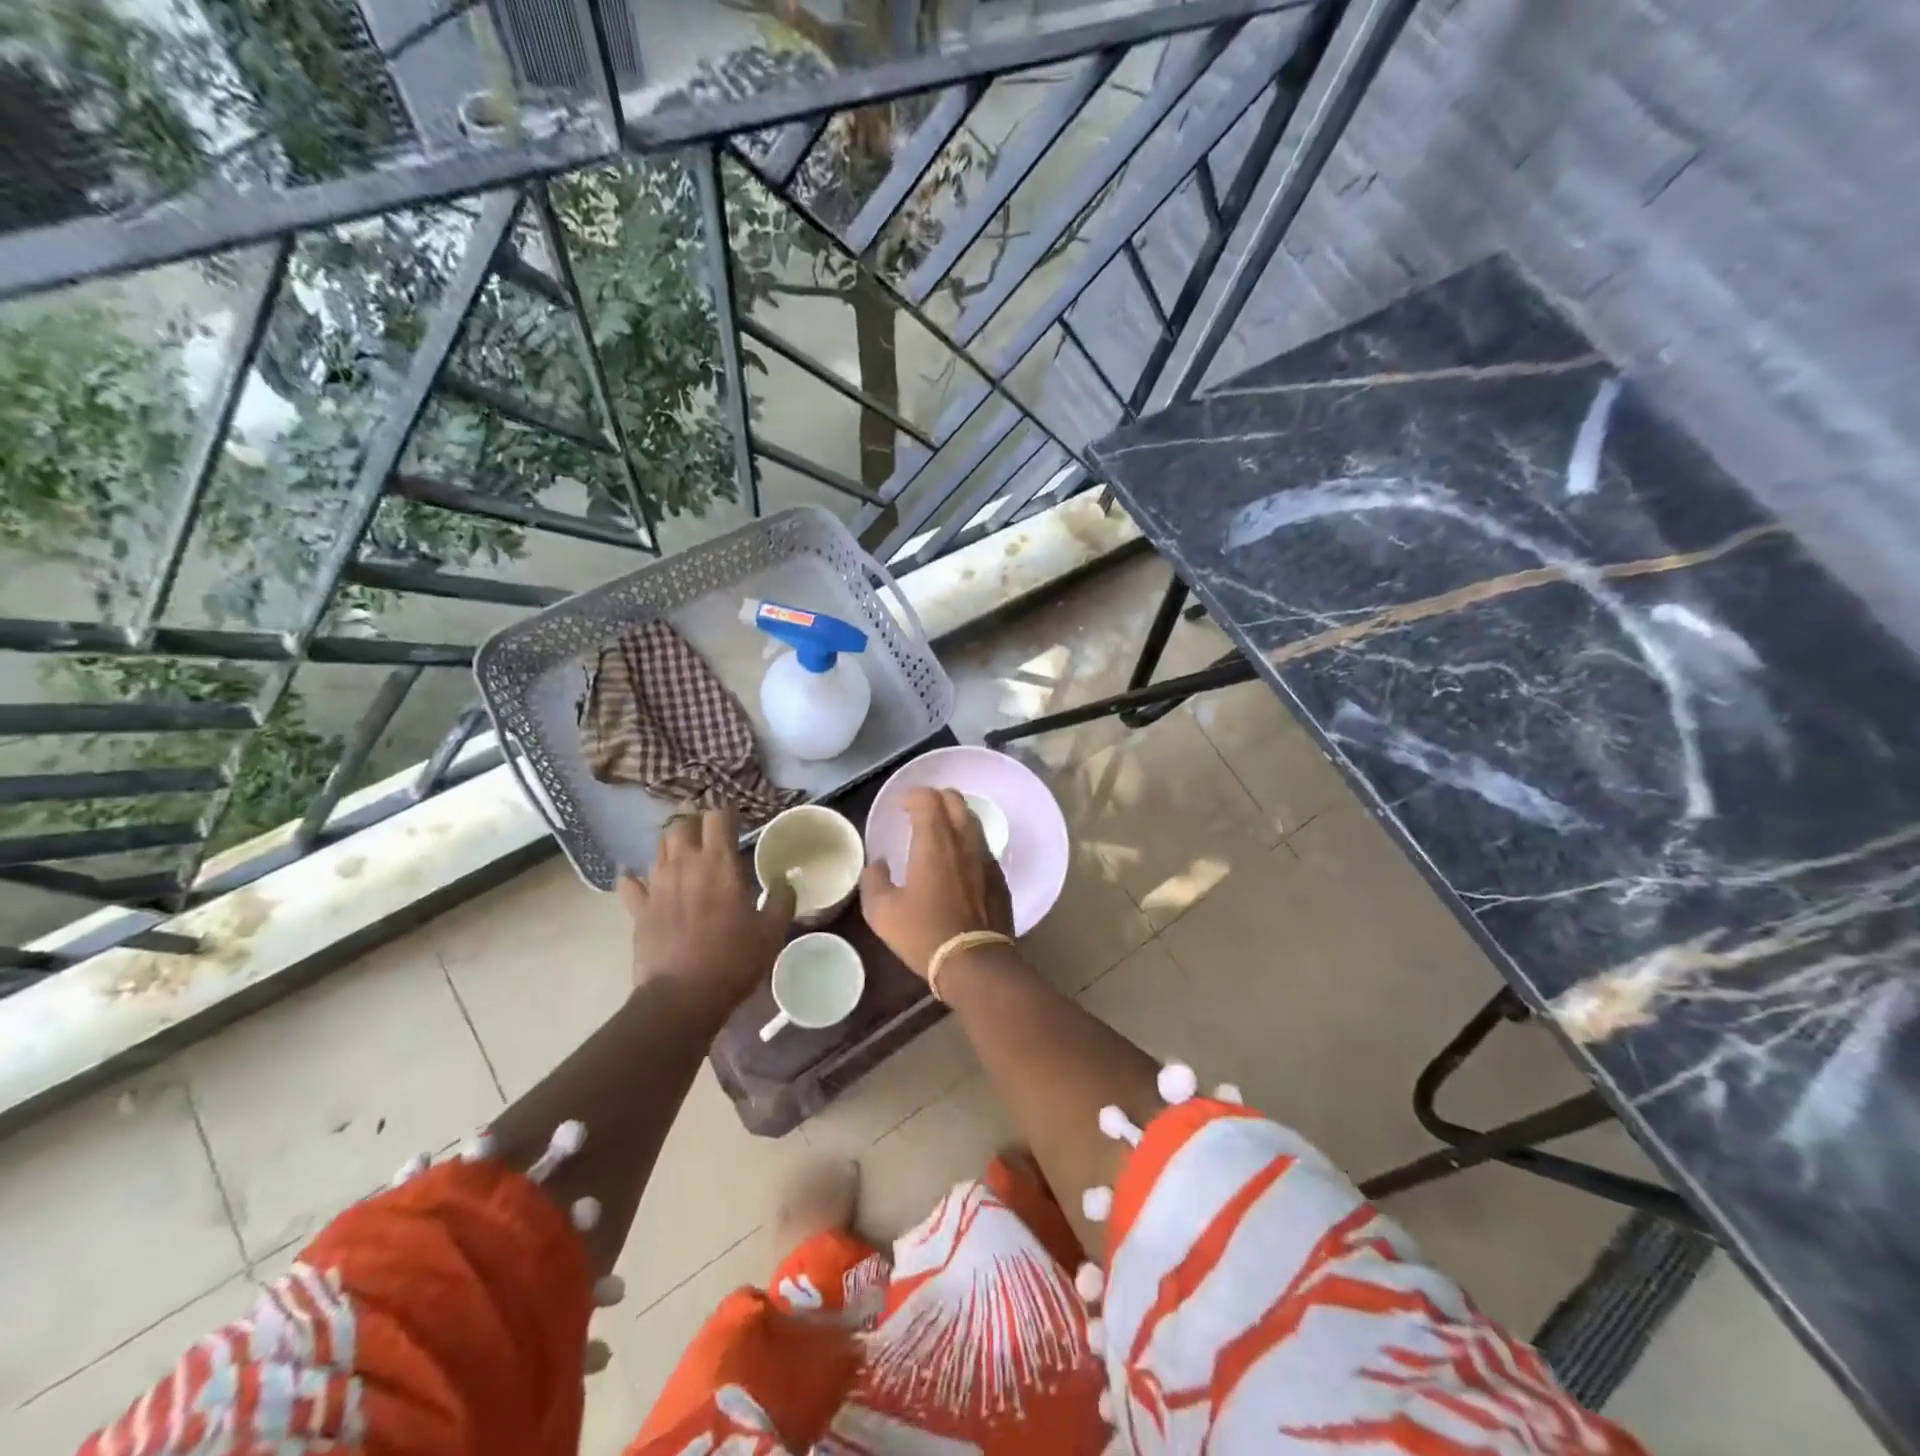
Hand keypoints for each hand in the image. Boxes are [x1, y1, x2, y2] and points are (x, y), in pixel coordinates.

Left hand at [617, 807, 792, 1012]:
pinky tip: (639, 881)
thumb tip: (785, 882)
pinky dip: (634, 878)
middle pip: (682, 824)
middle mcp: (684, 864)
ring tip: (684, 858)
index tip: (737, 821)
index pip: (718, 816)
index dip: (727, 813)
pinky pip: (629, 883)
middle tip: (710, 838)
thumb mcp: (771, 932)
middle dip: (696, 825)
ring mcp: (656, 885)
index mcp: (719, 863)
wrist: (681, 998)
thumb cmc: (732, 960)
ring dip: (672, 846)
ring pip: (659, 848)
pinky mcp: (637, 909)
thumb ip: (781, 901)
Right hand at [861, 788, 1012, 979]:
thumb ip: (874, 881)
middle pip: (955, 800)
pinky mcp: (999, 876)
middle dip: (936, 798)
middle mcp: (964, 840)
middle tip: (920, 813)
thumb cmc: (924, 934)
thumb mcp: (882, 912)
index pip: (928, 798)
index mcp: (934, 841)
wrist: (975, 962)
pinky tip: (958, 862)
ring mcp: (986, 857)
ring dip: (954, 817)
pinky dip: (968, 842)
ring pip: (972, 820)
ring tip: (939, 834)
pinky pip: (983, 846)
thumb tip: (878, 864)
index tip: (901, 807)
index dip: (913, 795)